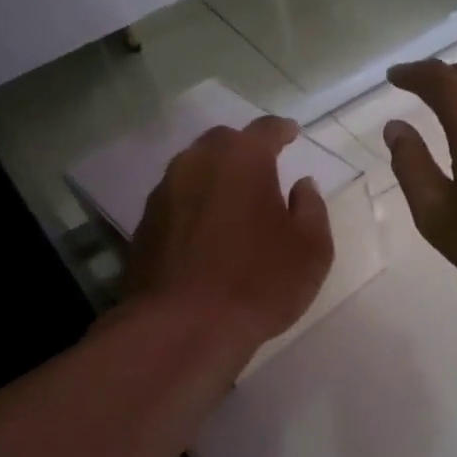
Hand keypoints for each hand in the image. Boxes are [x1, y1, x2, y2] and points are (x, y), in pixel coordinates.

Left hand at [123, 115, 334, 353]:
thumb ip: (311, 208)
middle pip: (222, 141)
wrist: (183, 327)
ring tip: (233, 198)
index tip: (292, 133)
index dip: (282, 130)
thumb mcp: (311, 249)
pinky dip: (194, 204)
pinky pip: (176, 200)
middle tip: (262, 165)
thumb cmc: (260, 281)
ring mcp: (164, 193)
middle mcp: (197, 164)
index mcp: (242, 159)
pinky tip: (206, 230)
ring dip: (215, 176)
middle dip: (244, 148)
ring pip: (193, 169)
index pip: (265, 130)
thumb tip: (302, 186)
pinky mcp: (145, 225)